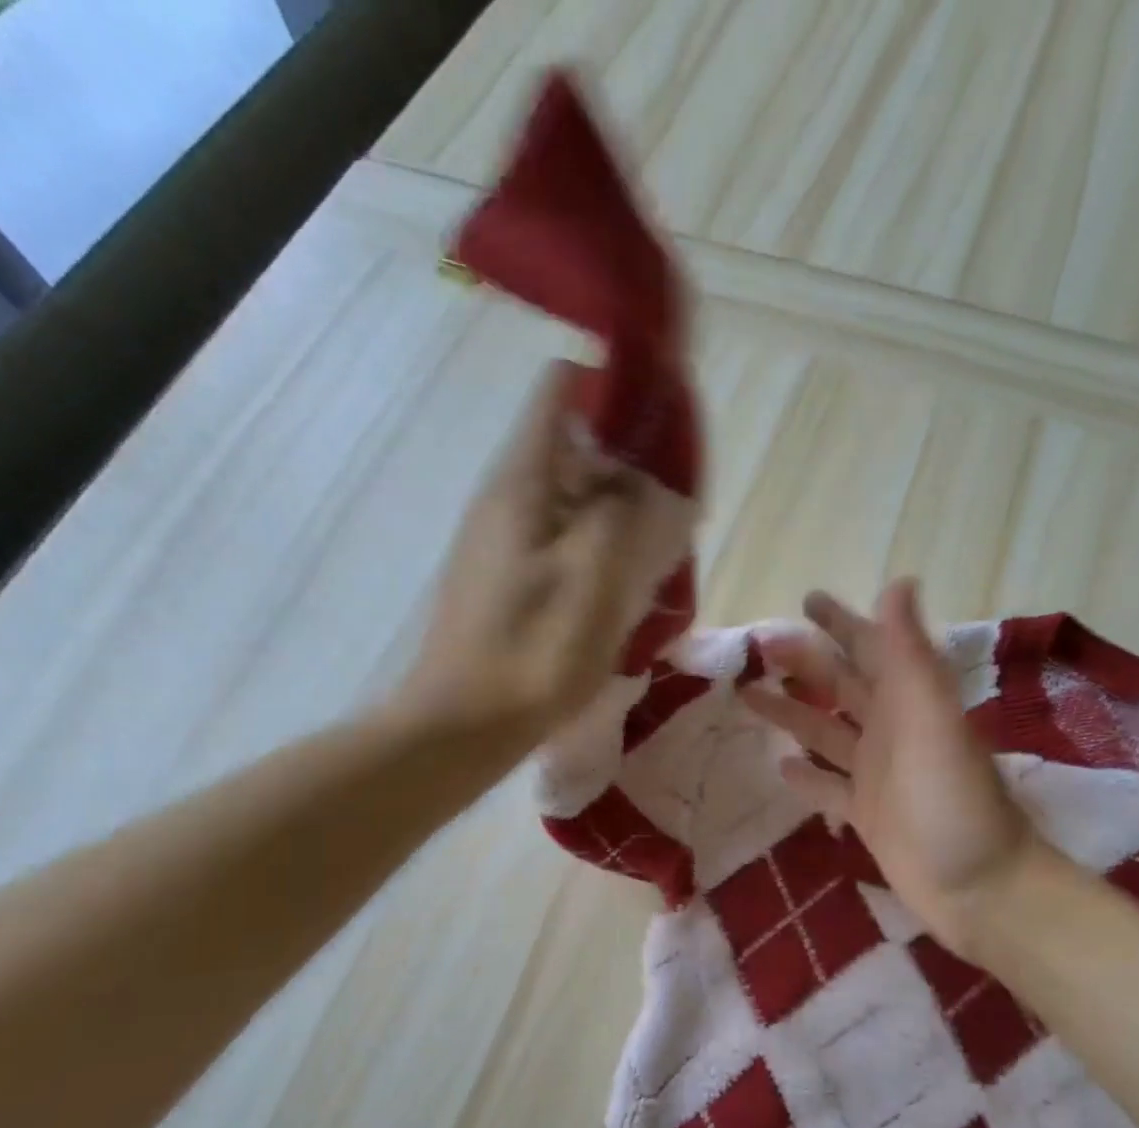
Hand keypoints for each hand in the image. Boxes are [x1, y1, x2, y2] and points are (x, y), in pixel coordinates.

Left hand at [397, 361, 651, 744]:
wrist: (464, 727)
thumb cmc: (532, 652)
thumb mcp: (593, 576)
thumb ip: (624, 511)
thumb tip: (647, 476)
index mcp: (523, 482)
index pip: (564, 389)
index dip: (617, 390)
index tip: (665, 425)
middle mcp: (508, 498)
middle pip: (575, 444)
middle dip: (631, 463)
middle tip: (674, 510)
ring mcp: (504, 540)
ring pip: (573, 496)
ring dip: (619, 511)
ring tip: (658, 552)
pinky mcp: (508, 577)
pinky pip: (563, 538)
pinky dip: (599, 546)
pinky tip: (623, 587)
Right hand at [740, 581, 1046, 957]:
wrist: (980, 887)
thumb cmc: (953, 800)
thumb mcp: (931, 719)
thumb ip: (909, 654)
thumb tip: (897, 582)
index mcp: (908, 701)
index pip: (869, 647)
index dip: (840, 622)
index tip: (805, 601)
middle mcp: (891, 730)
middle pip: (840, 686)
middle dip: (804, 662)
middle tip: (759, 646)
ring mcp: (876, 774)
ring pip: (826, 732)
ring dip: (791, 713)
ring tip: (748, 696)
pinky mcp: (866, 814)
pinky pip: (828, 787)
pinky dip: (806, 776)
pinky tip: (779, 766)